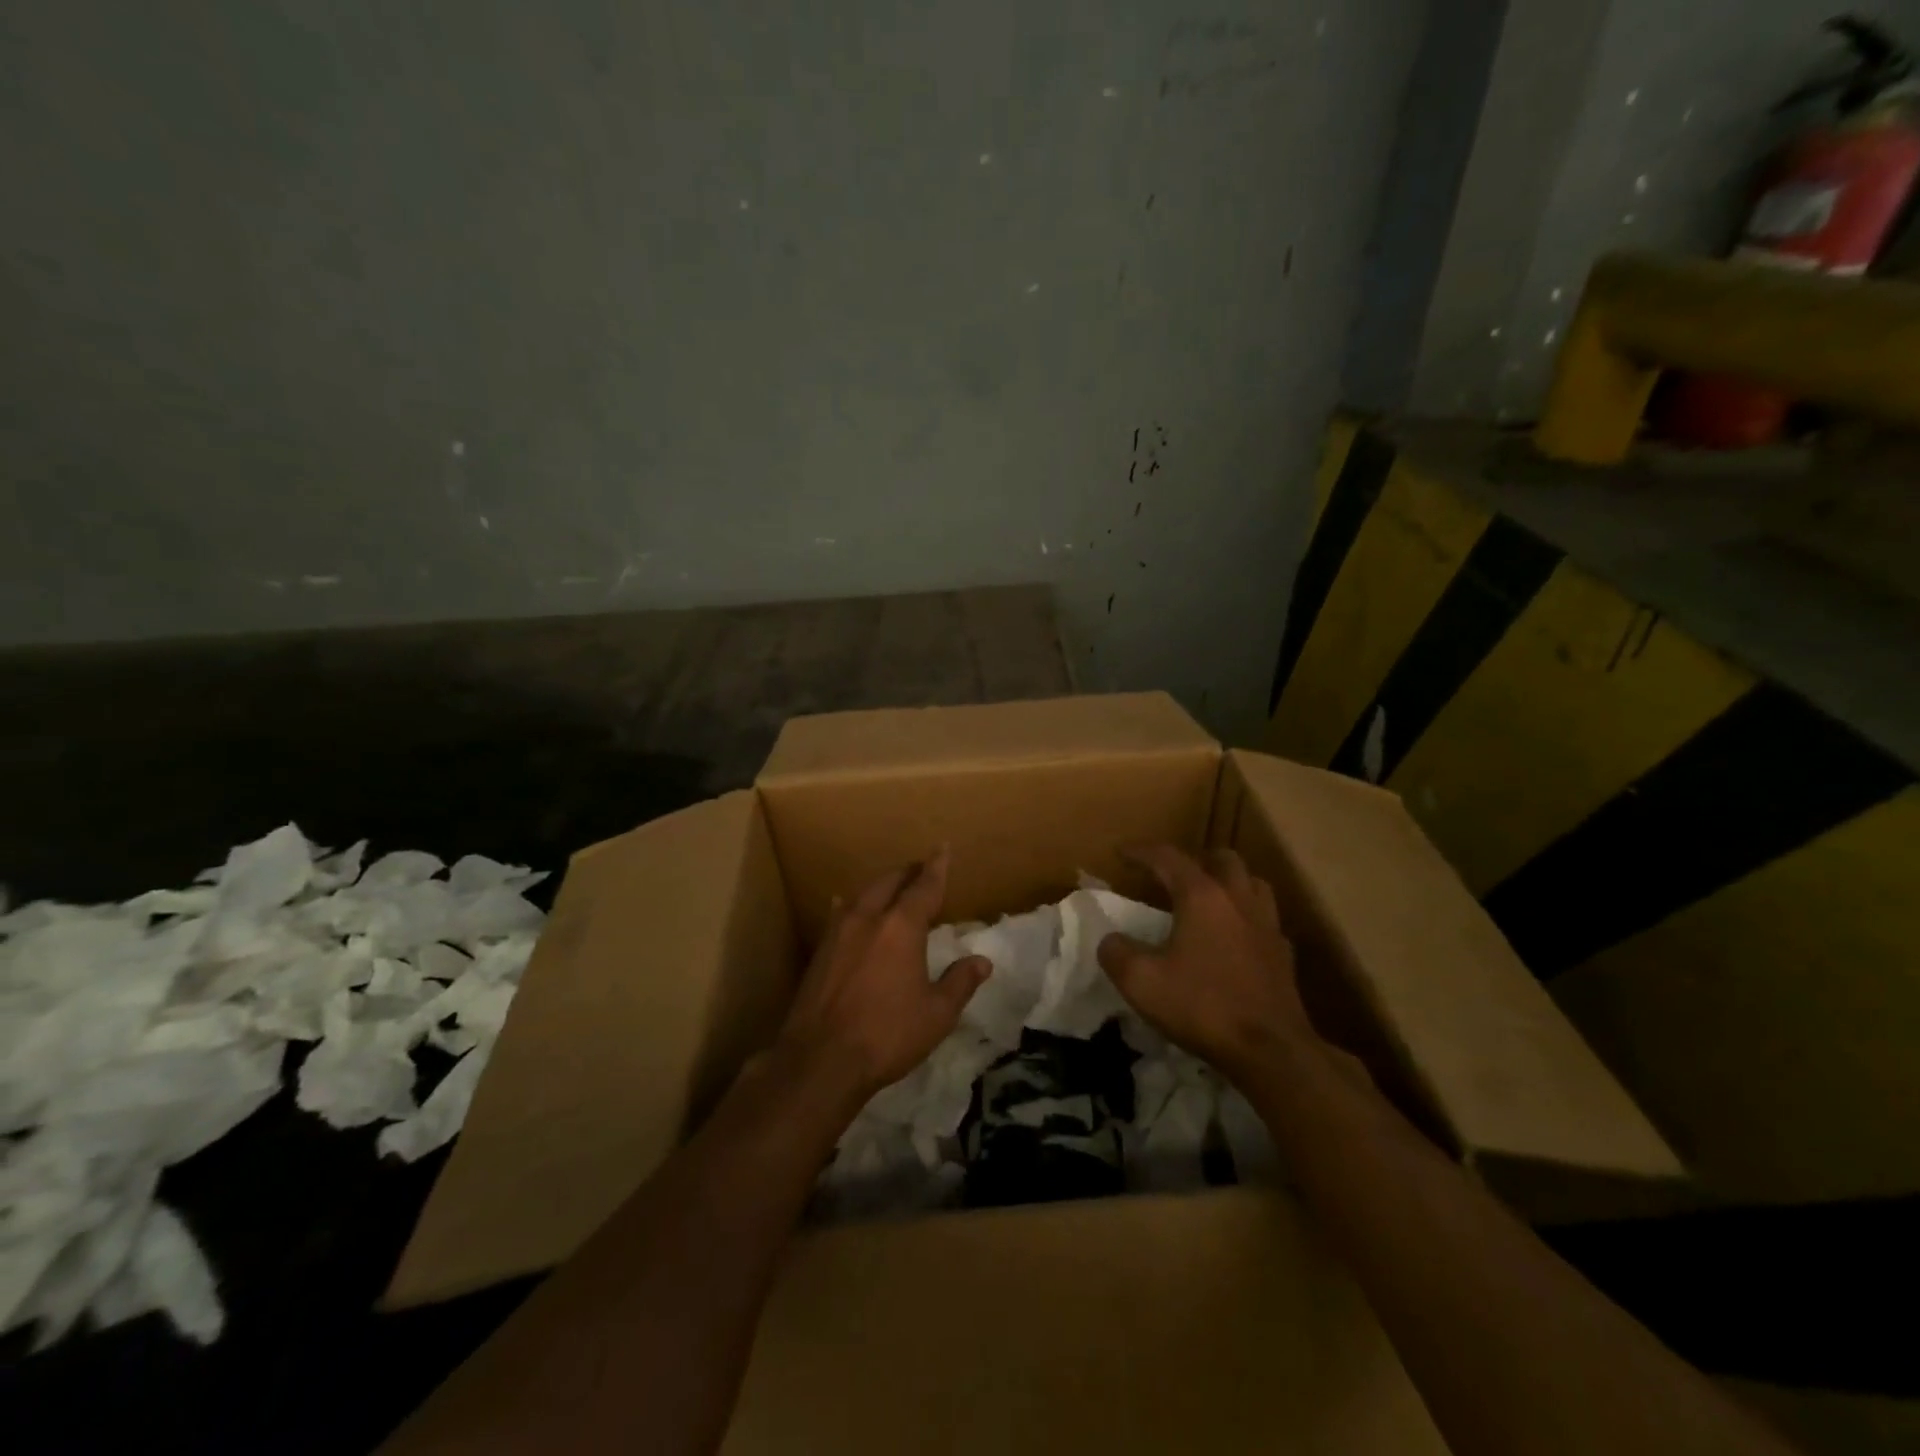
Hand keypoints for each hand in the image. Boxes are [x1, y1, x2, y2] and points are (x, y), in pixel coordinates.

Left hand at [776, 849, 989, 1100]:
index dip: (936, 867)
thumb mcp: (936, 1014)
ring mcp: (839, 932)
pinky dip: (853, 905)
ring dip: (881, 886)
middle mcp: (868, 918)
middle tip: (921, 869)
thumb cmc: (887, 1034)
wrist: (820, 1059)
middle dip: (908, 872)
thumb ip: (960, 982)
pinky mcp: (820, 950)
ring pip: (863, 894)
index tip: (942, 848)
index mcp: (901, 927)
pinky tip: (847, 907)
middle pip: (890, 882)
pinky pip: (840, 913)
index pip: (924, 886)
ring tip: (892, 887)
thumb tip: (982, 961)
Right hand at [1097, 845, 1315, 1086]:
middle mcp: (1238, 899)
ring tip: (1208, 900)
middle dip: (1195, 860)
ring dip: (1228, 883)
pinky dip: (1246, 918)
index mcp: (1202, 896)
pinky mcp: (1283, 953)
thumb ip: (1116, 953)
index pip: (1168, 857)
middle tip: (1174, 876)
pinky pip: (1264, 919)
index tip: (1121, 852)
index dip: (1141, 851)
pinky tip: (1234, 939)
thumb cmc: (1202, 1006)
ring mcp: (1267, 925)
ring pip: (1251, 883)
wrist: (1271, 1051)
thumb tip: (1111, 940)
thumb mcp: (1141, 982)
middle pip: (1222, 859)